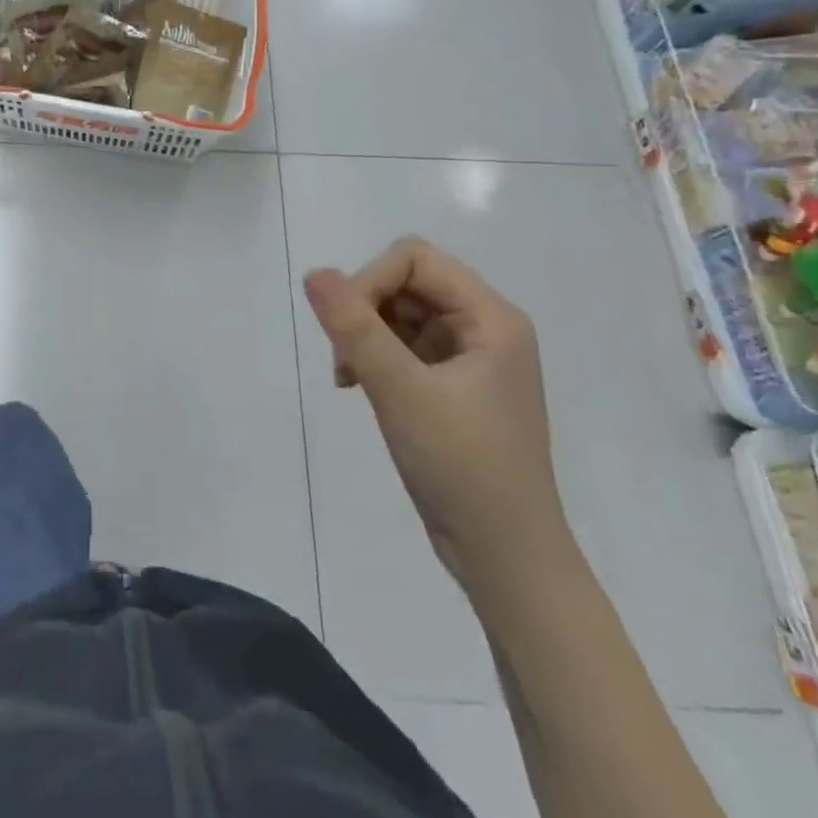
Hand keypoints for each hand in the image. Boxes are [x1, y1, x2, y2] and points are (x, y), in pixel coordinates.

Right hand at [304, 239, 570, 592]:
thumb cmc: (462, 466)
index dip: (370, 280)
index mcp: (491, 318)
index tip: (346, 330)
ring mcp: (469, 359)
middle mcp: (484, 328)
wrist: (504, 556)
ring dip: (366, 336)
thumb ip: (354, 327)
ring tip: (351, 378)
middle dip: (365, 310)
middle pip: (408, 283)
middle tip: (346, 359)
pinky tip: (360, 387)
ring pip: (400, 315)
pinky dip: (376, 358)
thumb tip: (313, 273)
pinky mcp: (453, 387)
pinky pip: (404, 347)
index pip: (414, 260)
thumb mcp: (401, 390)